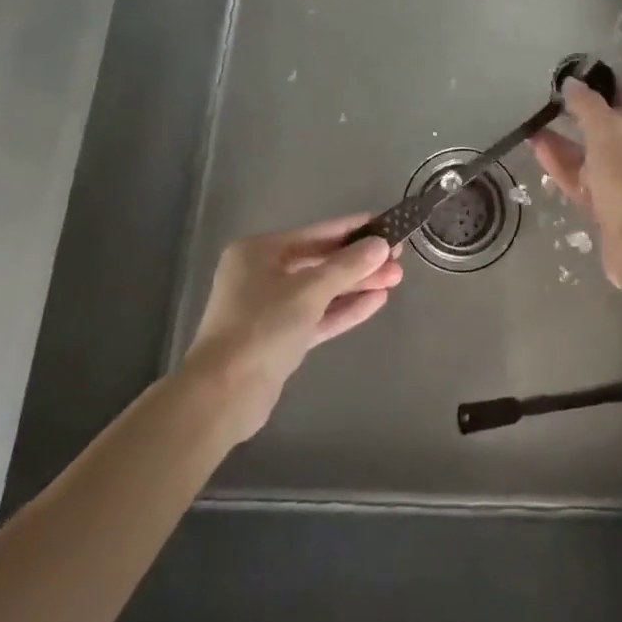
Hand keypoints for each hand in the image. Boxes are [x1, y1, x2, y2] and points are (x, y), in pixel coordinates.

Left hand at [184, 216, 403, 442]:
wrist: (223, 396)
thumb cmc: (261, 327)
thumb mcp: (309, 291)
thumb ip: (348, 266)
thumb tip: (382, 244)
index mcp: (258, 252)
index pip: (316, 233)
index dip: (353, 229)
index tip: (387, 224)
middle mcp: (261, 274)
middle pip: (320, 262)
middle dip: (359, 262)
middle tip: (398, 258)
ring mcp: (269, 308)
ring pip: (321, 290)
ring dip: (356, 285)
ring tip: (396, 279)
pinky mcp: (280, 339)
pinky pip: (317, 316)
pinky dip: (344, 309)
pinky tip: (377, 301)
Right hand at [532, 80, 621, 287]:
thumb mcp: (606, 130)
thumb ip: (586, 104)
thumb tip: (570, 83)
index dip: (599, 79)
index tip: (570, 71)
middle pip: (606, 121)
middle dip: (576, 110)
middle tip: (547, 97)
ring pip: (589, 150)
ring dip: (562, 136)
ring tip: (532, 121)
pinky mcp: (606, 202)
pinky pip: (580, 175)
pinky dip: (560, 161)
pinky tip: (535, 146)